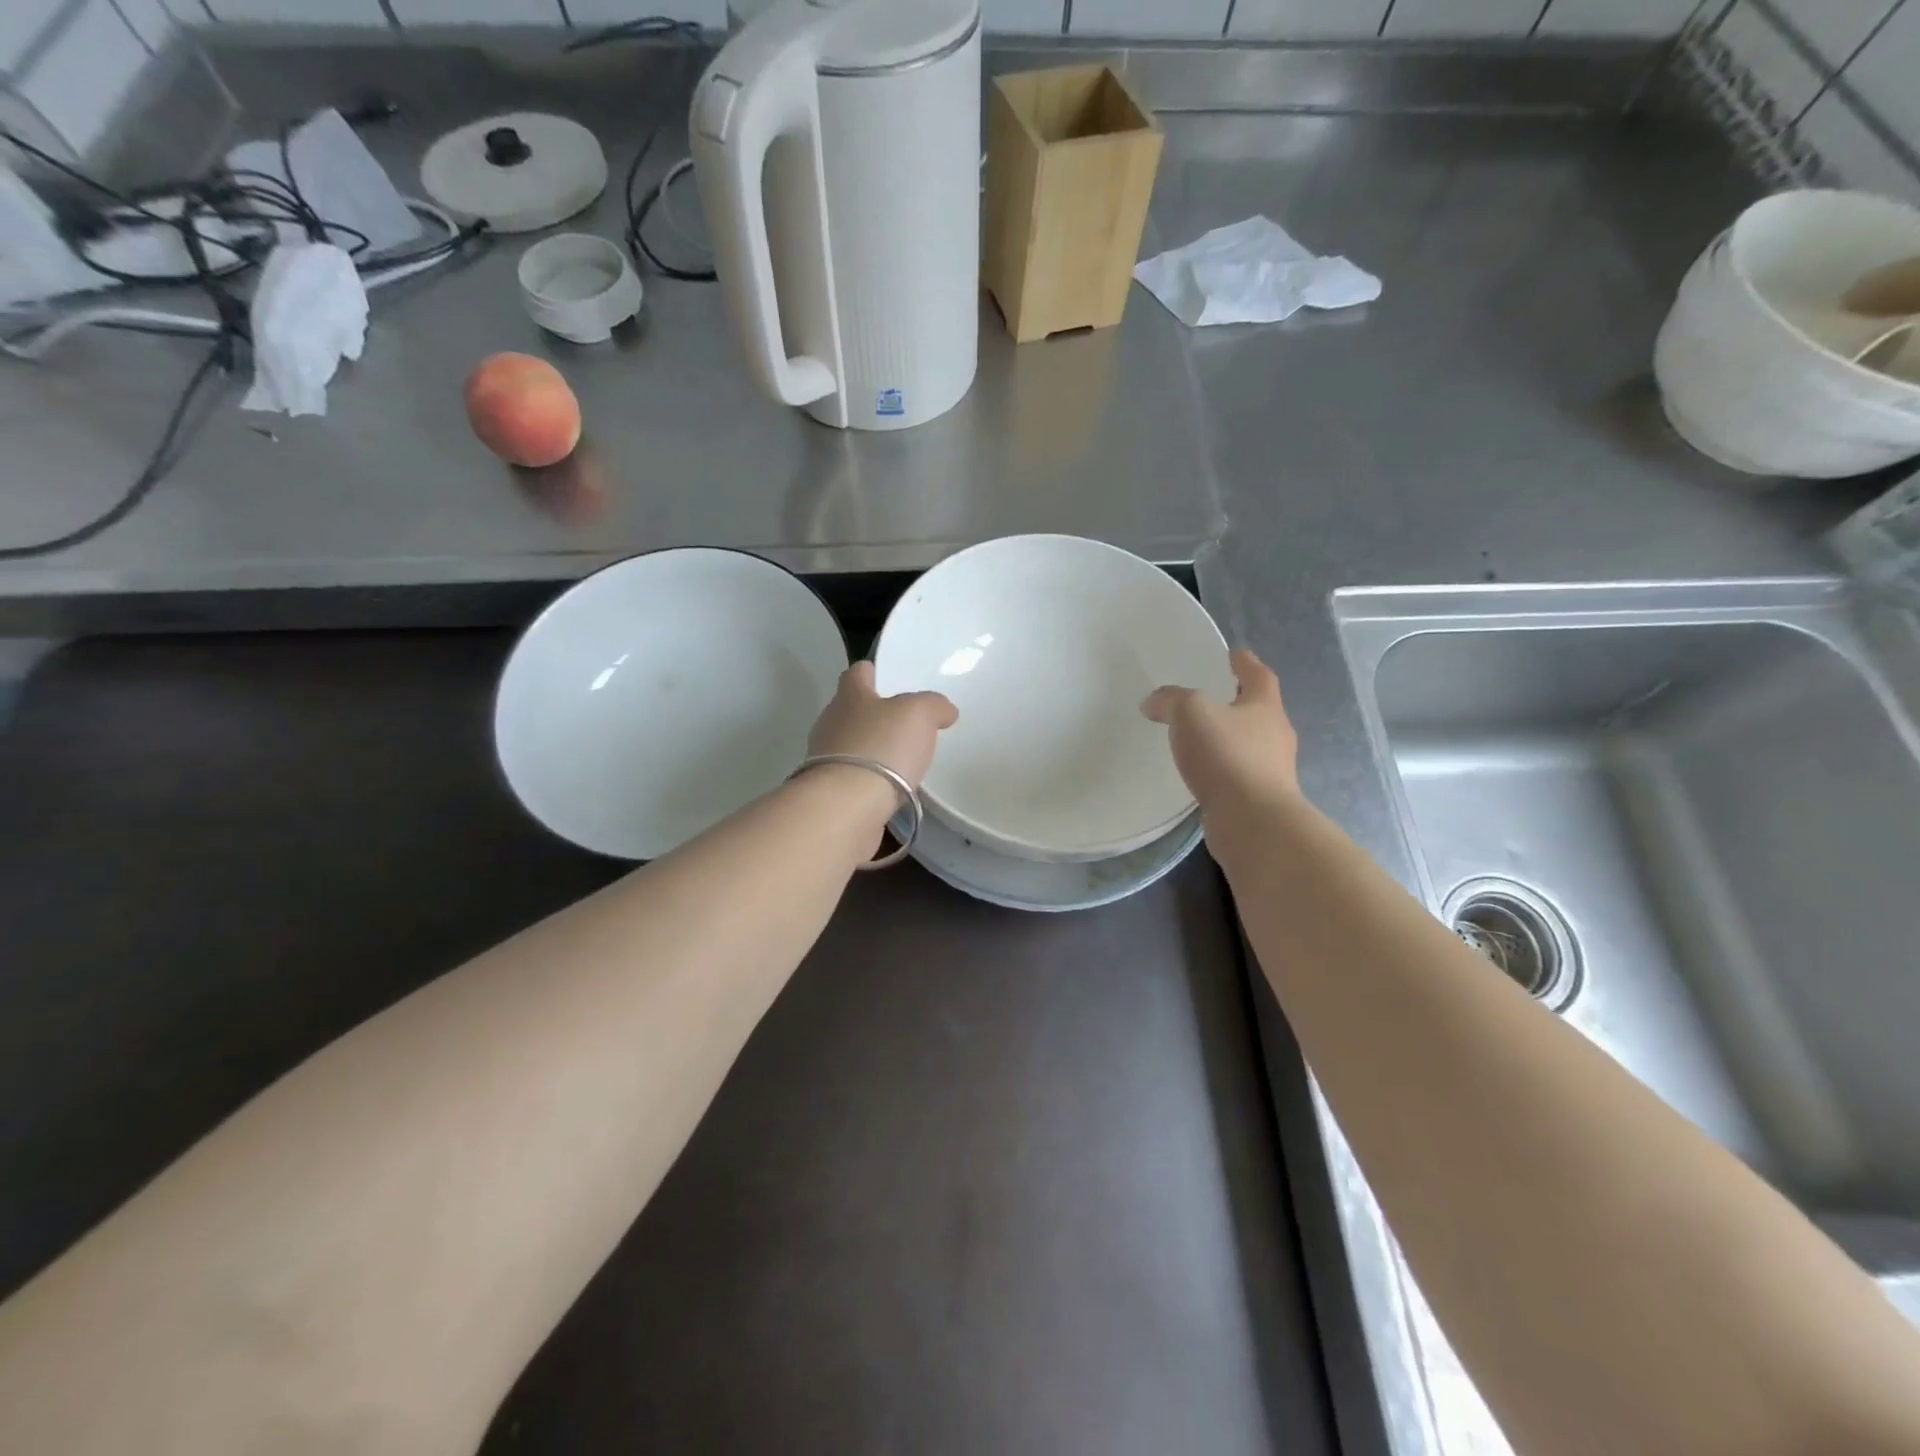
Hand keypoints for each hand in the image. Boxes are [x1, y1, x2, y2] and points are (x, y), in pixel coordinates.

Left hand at [807, 661, 957, 790]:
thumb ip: (933, 705)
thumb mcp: (919, 713)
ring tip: (901, 760)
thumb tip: (944, 710)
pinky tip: (889, 789)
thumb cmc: (882, 747)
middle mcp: (831, 723)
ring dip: (871, 750)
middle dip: (874, 715)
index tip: (887, 677)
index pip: (857, 673)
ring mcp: (825, 760)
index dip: (872, 672)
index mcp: (850, 696)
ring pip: (851, 746)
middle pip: (851, 710)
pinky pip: (853, 778)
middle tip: (904, 724)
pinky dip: (869, 780)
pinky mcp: (830, 793)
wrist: (848, 806)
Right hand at [1142, 648, 1299, 811]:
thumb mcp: (1190, 713)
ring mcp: (1272, 771)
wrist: (1253, 822)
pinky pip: (1239, 775)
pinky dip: (1223, 770)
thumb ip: (1170, 701)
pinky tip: (1203, 775)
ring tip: (1202, 739)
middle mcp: (1275, 735)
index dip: (1245, 663)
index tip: (1236, 654)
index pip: (1259, 676)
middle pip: (1259, 711)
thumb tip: (1154, 703)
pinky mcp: (1260, 800)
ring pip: (1251, 745)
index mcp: (1265, 707)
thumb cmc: (1227, 756)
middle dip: (1239, 703)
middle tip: (1215, 698)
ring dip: (1231, 739)